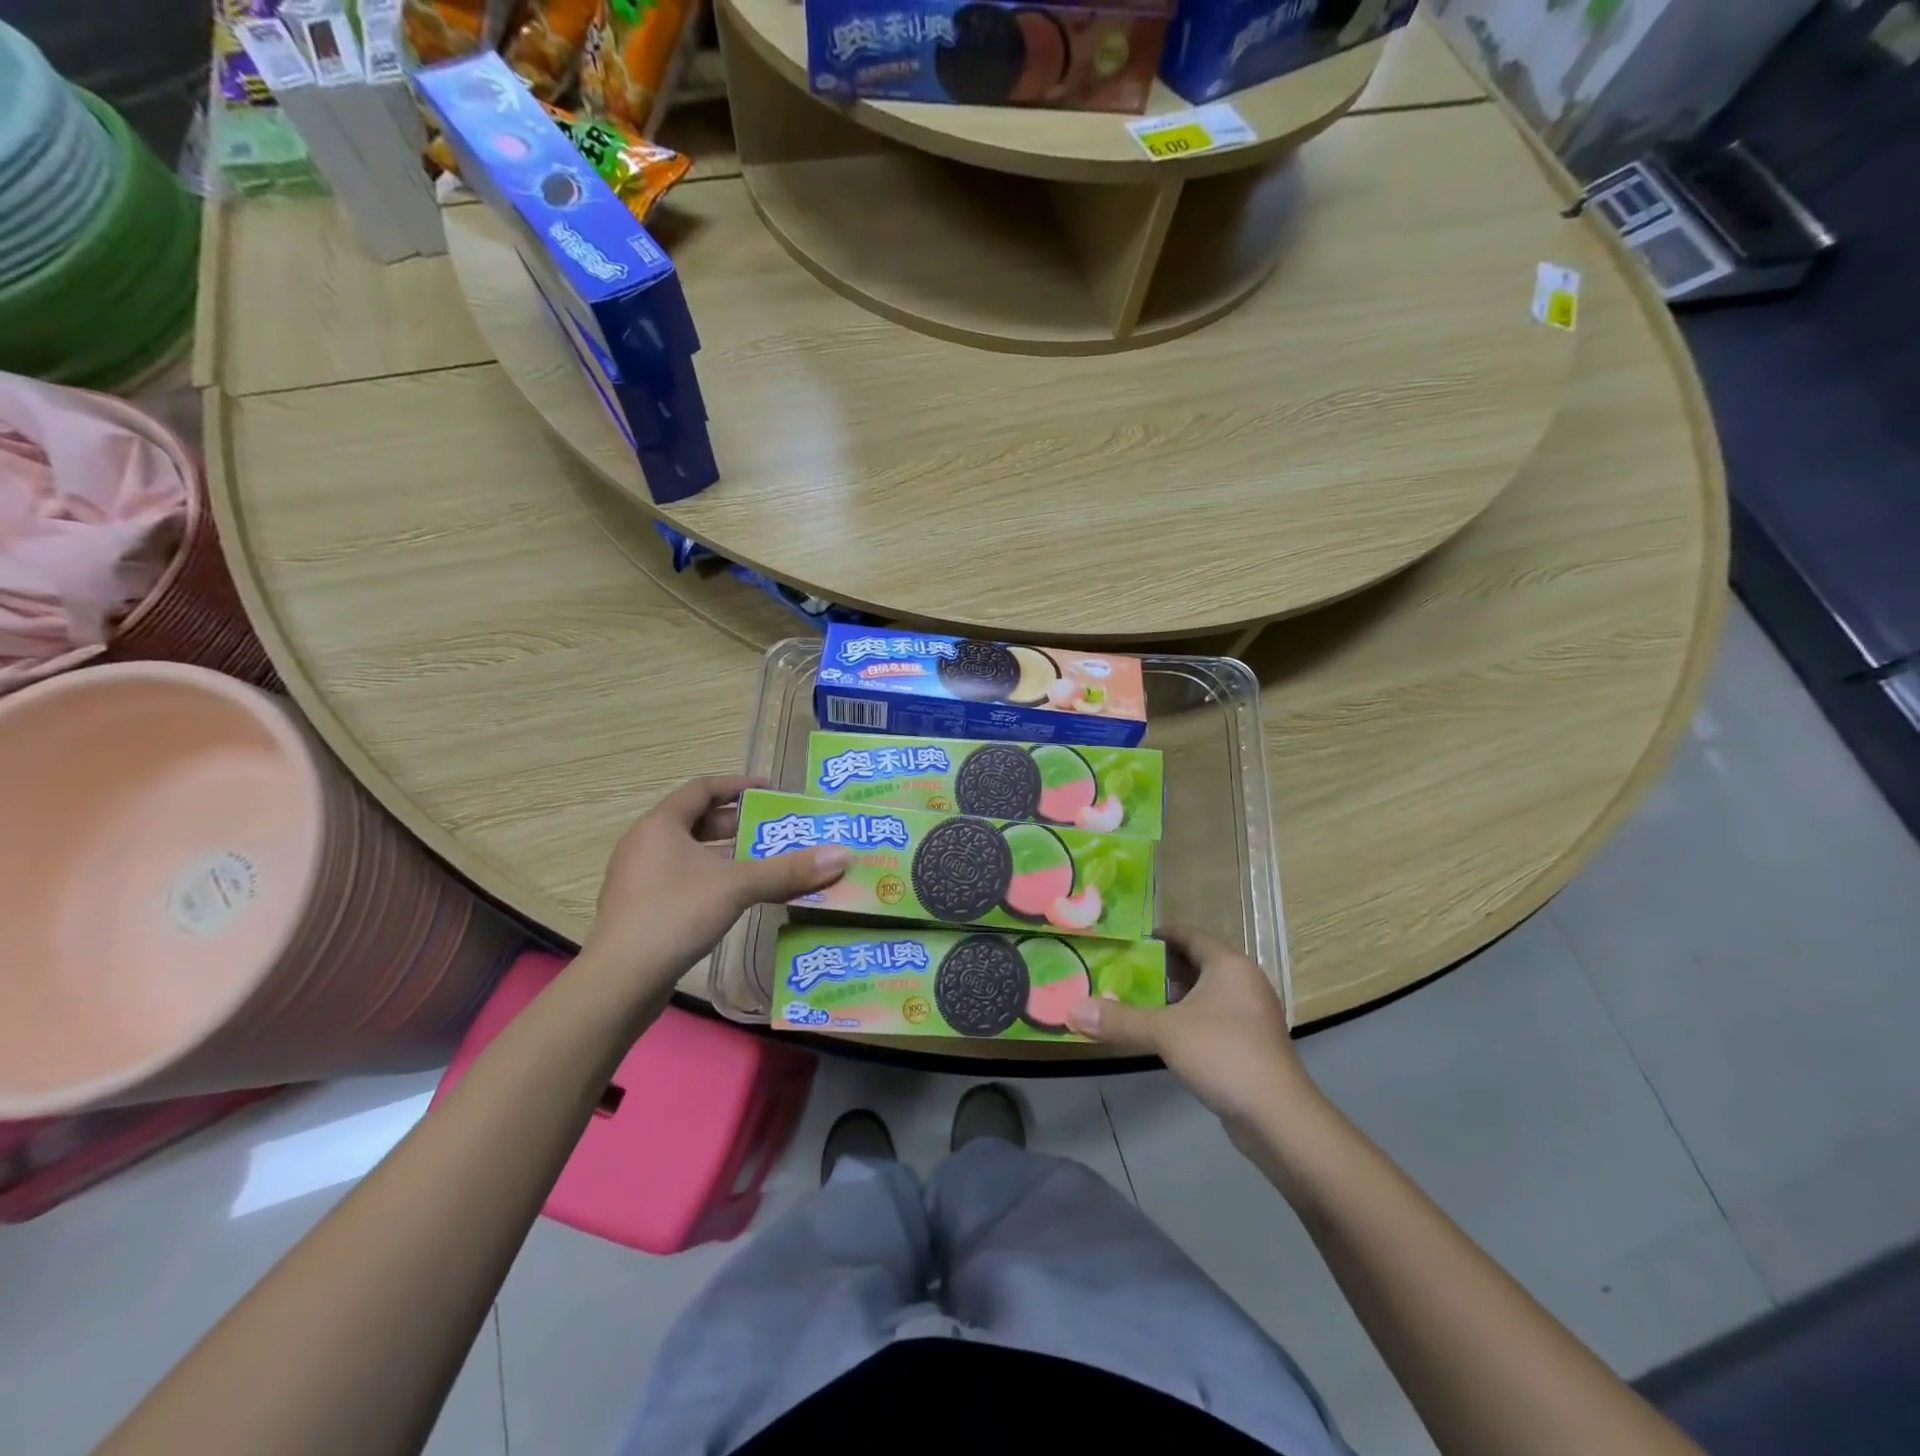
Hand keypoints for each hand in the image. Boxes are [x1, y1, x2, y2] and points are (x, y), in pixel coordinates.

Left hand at [581, 776, 849, 1000]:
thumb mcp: (738, 886)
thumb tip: (842, 854)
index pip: (701, 789)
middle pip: (695, 822)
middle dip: (735, 823)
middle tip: (773, 829)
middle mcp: (645, 845)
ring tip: (762, 862)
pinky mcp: (640, 910)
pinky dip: (711, 879)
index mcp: (661, 826)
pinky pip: (682, 880)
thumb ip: (788, 870)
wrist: (620, 982)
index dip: (736, 785)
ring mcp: (638, 879)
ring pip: (689, 854)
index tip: (769, 789)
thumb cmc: (675, 915)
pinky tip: (736, 898)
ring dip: (725, 854)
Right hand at [1068, 927, 1318, 1130]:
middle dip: (1160, 967)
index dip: (1159, 936)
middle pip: (1196, 963)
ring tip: (1135, 1000)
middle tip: (1122, 971)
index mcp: (1228, 965)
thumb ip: (1118, 1020)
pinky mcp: (1252, 1044)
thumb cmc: (1223, 1054)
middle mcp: (1244, 982)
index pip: (1189, 936)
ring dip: (1174, 996)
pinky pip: (1214, 1018)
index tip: (1127, 941)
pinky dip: (1188, 1019)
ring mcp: (1252, 1015)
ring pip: (1205, 994)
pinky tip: (1163, 1034)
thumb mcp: (1164, 1032)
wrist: (1278, 1117)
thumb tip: (1071, 1010)